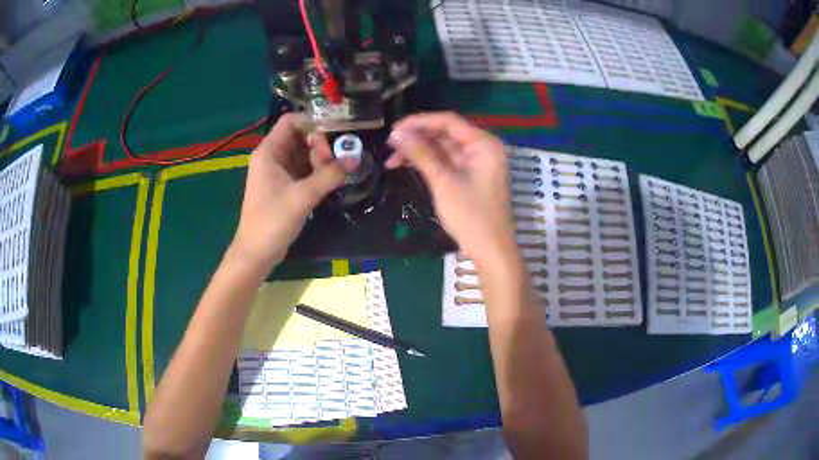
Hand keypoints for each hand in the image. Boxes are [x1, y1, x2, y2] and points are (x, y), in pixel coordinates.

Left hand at [232, 114, 344, 269]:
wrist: (257, 253)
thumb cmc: (272, 221)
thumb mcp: (302, 196)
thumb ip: (329, 175)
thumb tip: (354, 159)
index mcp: (269, 152)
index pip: (291, 121)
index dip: (313, 122)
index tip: (335, 131)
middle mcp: (272, 157)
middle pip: (300, 136)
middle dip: (320, 144)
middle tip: (335, 160)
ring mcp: (278, 172)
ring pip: (303, 153)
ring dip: (320, 159)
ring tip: (335, 171)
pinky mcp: (284, 186)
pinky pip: (303, 169)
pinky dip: (317, 171)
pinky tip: (331, 178)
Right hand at [387, 112, 517, 266]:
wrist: (491, 250)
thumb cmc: (471, 217)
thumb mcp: (444, 183)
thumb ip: (422, 154)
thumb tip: (398, 134)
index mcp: (484, 144)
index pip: (448, 121)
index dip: (418, 122)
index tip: (393, 130)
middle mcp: (482, 148)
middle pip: (445, 133)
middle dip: (417, 138)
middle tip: (390, 145)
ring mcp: (477, 162)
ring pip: (443, 147)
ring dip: (419, 151)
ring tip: (392, 159)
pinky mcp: (471, 175)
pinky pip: (447, 161)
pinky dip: (429, 162)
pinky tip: (407, 165)